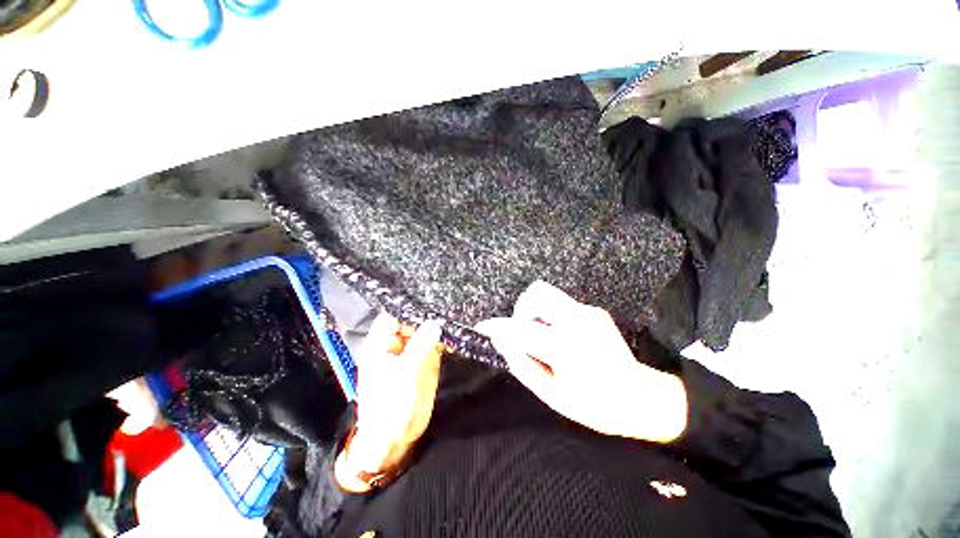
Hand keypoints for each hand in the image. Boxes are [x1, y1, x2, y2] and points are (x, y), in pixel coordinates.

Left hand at [335, 312, 443, 492]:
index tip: (430, 302)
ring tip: (452, 317)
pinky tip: (453, 335)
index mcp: (380, 346)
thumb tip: (436, 323)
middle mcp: (395, 346)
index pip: (393, 316)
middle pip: (411, 322)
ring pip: (423, 332)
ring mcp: (410, 354)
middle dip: (427, 316)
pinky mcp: (422, 363)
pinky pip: (433, 345)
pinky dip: (442, 340)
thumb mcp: (405, 375)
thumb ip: (421, 347)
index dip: (409, 309)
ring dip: (436, 327)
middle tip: (447, 308)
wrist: (394, 440)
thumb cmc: (391, 407)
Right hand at [476, 281, 687, 442]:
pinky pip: (561, 304)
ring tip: (539, 334)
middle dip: (521, 310)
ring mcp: (588, 311)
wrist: (641, 397)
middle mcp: (577, 320)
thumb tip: (502, 342)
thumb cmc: (594, 405)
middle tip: (522, 332)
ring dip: (535, 311)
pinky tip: (560, 337)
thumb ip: (523, 364)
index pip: (521, 329)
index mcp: (566, 346)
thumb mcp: (552, 394)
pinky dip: (551, 316)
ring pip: (547, 293)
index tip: (483, 327)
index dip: (498, 327)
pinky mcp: (594, 310)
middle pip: (536, 293)